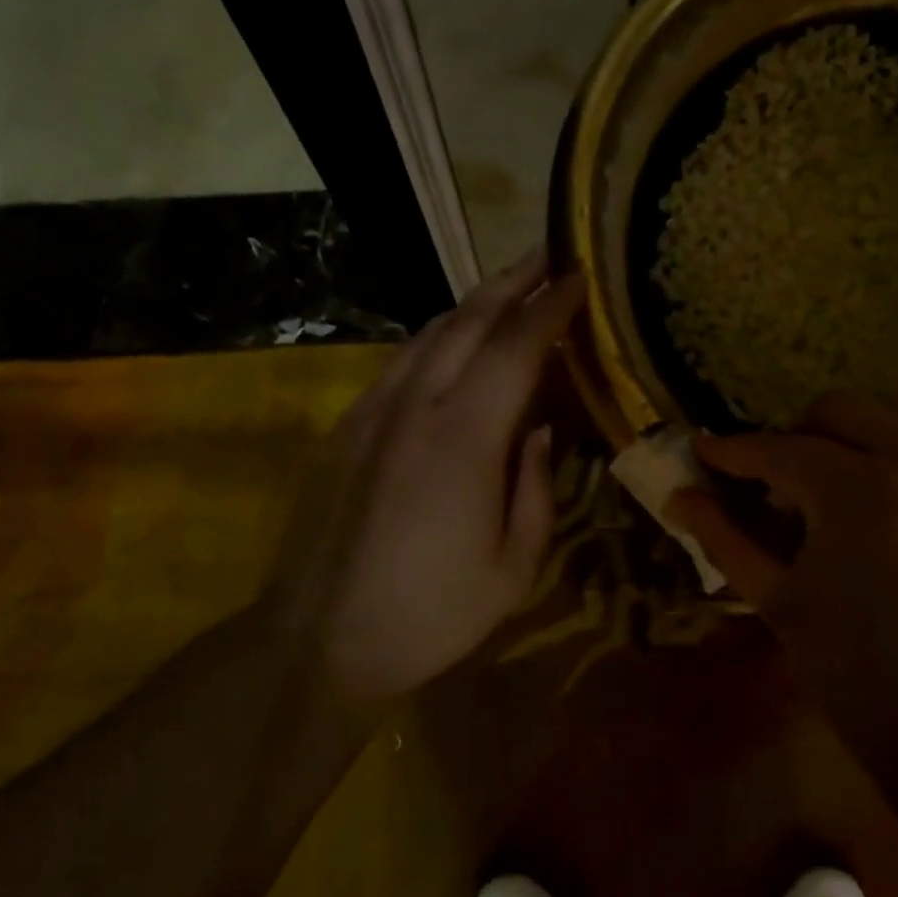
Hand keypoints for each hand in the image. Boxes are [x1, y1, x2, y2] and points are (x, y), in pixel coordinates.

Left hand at [257, 252, 584, 710]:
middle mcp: (414, 406)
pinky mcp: (345, 429)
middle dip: (511, 281)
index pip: (516, 346)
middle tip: (547, 256)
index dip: (551, 306)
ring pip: (427, 335)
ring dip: (471, 305)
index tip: (579, 276)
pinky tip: (451, 348)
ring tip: (507, 292)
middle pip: (466, 320)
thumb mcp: (512, 567)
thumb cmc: (430, 614)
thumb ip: (535, 487)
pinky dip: (436, 340)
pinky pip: (399, 364)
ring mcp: (371, 413)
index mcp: (464, 438)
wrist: (317, 640)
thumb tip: (540, 430)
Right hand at [665, 392, 897, 693]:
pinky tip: (887, 500)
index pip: (777, 449)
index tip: (705, 454)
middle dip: (796, 437)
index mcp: (854, 488)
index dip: (732, 451)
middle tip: (778, 486)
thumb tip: (679, 498)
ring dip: (858, 431)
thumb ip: (724, 538)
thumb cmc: (855, 670)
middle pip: (840, 410)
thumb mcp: (777, 600)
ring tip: (838, 480)